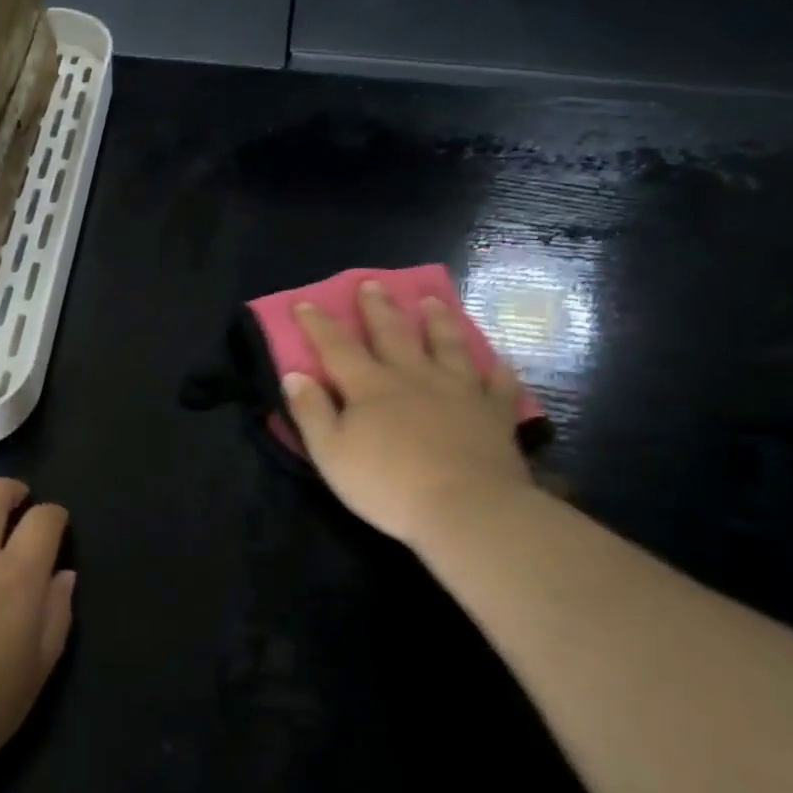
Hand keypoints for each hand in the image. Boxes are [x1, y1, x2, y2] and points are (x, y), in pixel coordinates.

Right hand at [282, 283, 533, 546]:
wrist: (467, 509)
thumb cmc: (388, 485)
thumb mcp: (331, 453)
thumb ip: (311, 411)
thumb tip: (294, 374)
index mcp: (370, 386)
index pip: (336, 346)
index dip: (318, 324)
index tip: (305, 302)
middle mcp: (413, 376)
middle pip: (393, 333)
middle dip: (378, 308)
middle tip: (372, 283)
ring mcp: (458, 391)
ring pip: (447, 345)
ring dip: (438, 321)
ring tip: (432, 301)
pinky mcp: (494, 414)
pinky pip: (497, 384)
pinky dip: (496, 370)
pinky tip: (497, 361)